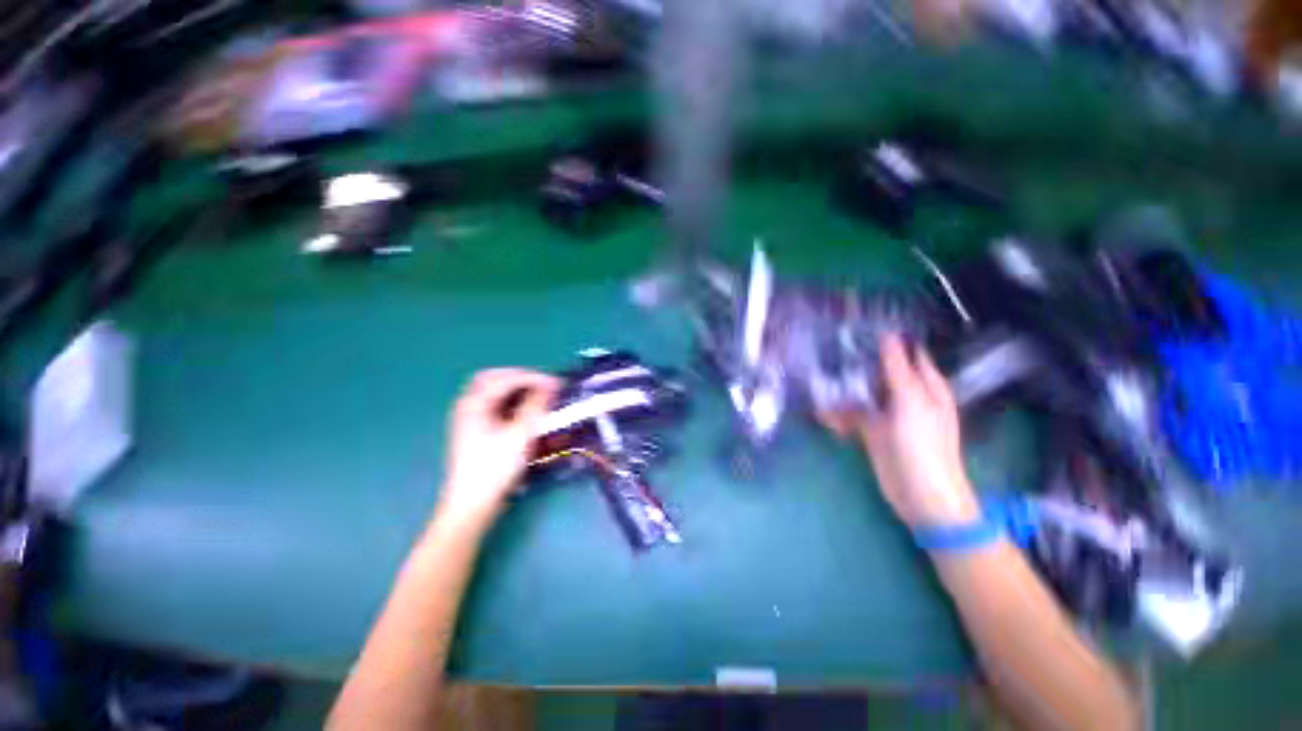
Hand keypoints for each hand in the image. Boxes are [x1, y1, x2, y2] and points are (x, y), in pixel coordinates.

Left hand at [436, 368, 561, 529]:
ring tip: (538, 395)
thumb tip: (550, 386)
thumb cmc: (495, 468)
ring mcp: (470, 419)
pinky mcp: (476, 431)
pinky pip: (494, 406)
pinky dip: (511, 402)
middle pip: (493, 378)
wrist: (473, 503)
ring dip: (516, 389)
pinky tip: (525, 412)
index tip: (557, 384)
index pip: (508, 378)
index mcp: (475, 403)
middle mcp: (469, 406)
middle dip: (520, 377)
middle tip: (543, 383)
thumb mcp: (520, 434)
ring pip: (493, 391)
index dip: (535, 377)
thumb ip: (536, 406)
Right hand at [822, 335, 978, 527]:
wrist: (920, 495)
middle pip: (879, 372)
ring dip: (842, 391)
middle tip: (827, 352)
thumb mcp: (911, 402)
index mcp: (925, 385)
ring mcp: (888, 415)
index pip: (906, 353)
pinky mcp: (872, 432)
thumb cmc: (923, 445)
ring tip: (818, 386)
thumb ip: (897, 370)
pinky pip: (853, 416)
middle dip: (856, 365)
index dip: (886, 341)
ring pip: (862, 393)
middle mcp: (907, 396)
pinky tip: (823, 416)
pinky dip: (839, 415)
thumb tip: (888, 336)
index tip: (857, 329)